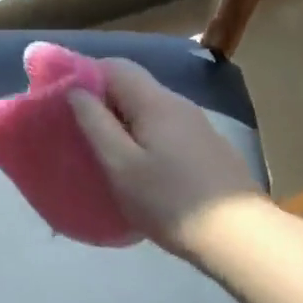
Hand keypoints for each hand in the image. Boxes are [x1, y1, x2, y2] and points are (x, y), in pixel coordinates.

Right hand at [68, 57, 276, 260]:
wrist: (241, 237)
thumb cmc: (169, 201)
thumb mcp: (120, 165)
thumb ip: (95, 123)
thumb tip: (76, 90)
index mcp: (155, 101)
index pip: (115, 66)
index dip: (84, 72)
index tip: (61, 94)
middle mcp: (178, 103)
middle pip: (133, 84)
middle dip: (102, 96)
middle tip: (77, 123)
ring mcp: (198, 124)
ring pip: (150, 106)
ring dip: (123, 116)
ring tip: (103, 144)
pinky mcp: (208, 147)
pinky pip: (166, 126)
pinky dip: (144, 132)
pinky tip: (140, 162)